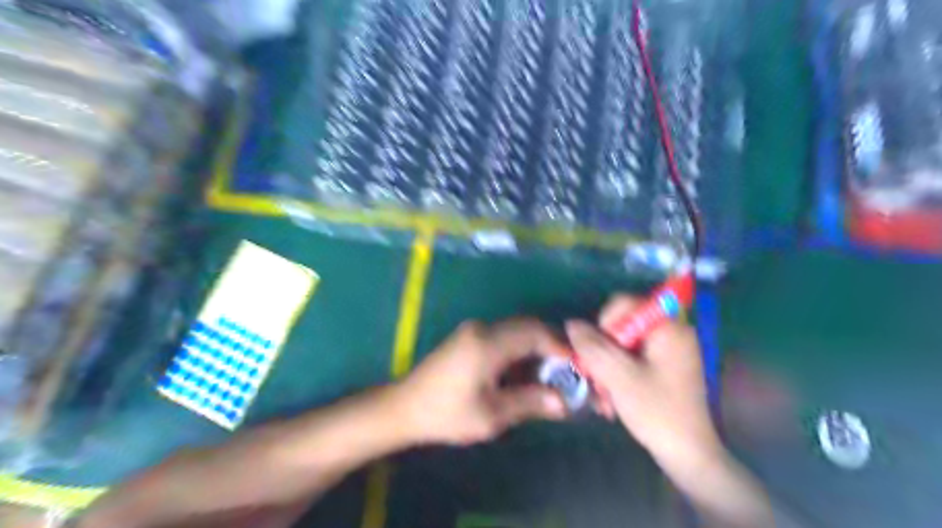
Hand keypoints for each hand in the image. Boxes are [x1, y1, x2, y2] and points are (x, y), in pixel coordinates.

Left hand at [391, 318, 564, 444]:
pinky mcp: (469, 337)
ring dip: (536, 350)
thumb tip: (564, 402)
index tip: (579, 366)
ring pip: (517, 331)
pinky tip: (525, 373)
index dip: (561, 346)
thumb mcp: (491, 415)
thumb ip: (529, 403)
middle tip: (569, 373)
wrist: (404, 407)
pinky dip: (520, 352)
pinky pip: (504, 337)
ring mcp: (474, 330)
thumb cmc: (447, 414)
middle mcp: (483, 328)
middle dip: (551, 347)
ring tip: (551, 377)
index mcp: (488, 343)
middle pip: (528, 328)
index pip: (535, 332)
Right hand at [566, 297, 721, 465]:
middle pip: (622, 325)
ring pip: (623, 345)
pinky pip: (632, 359)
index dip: (604, 322)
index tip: (600, 351)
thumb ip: (592, 347)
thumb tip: (571, 324)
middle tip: (596, 376)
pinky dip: (618, 374)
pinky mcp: (663, 367)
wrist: (688, 455)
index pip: (625, 303)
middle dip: (603, 351)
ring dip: (606, 367)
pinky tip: (611, 398)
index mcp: (667, 328)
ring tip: (602, 396)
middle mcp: (670, 332)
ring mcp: (668, 350)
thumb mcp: (619, 377)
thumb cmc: (657, 411)